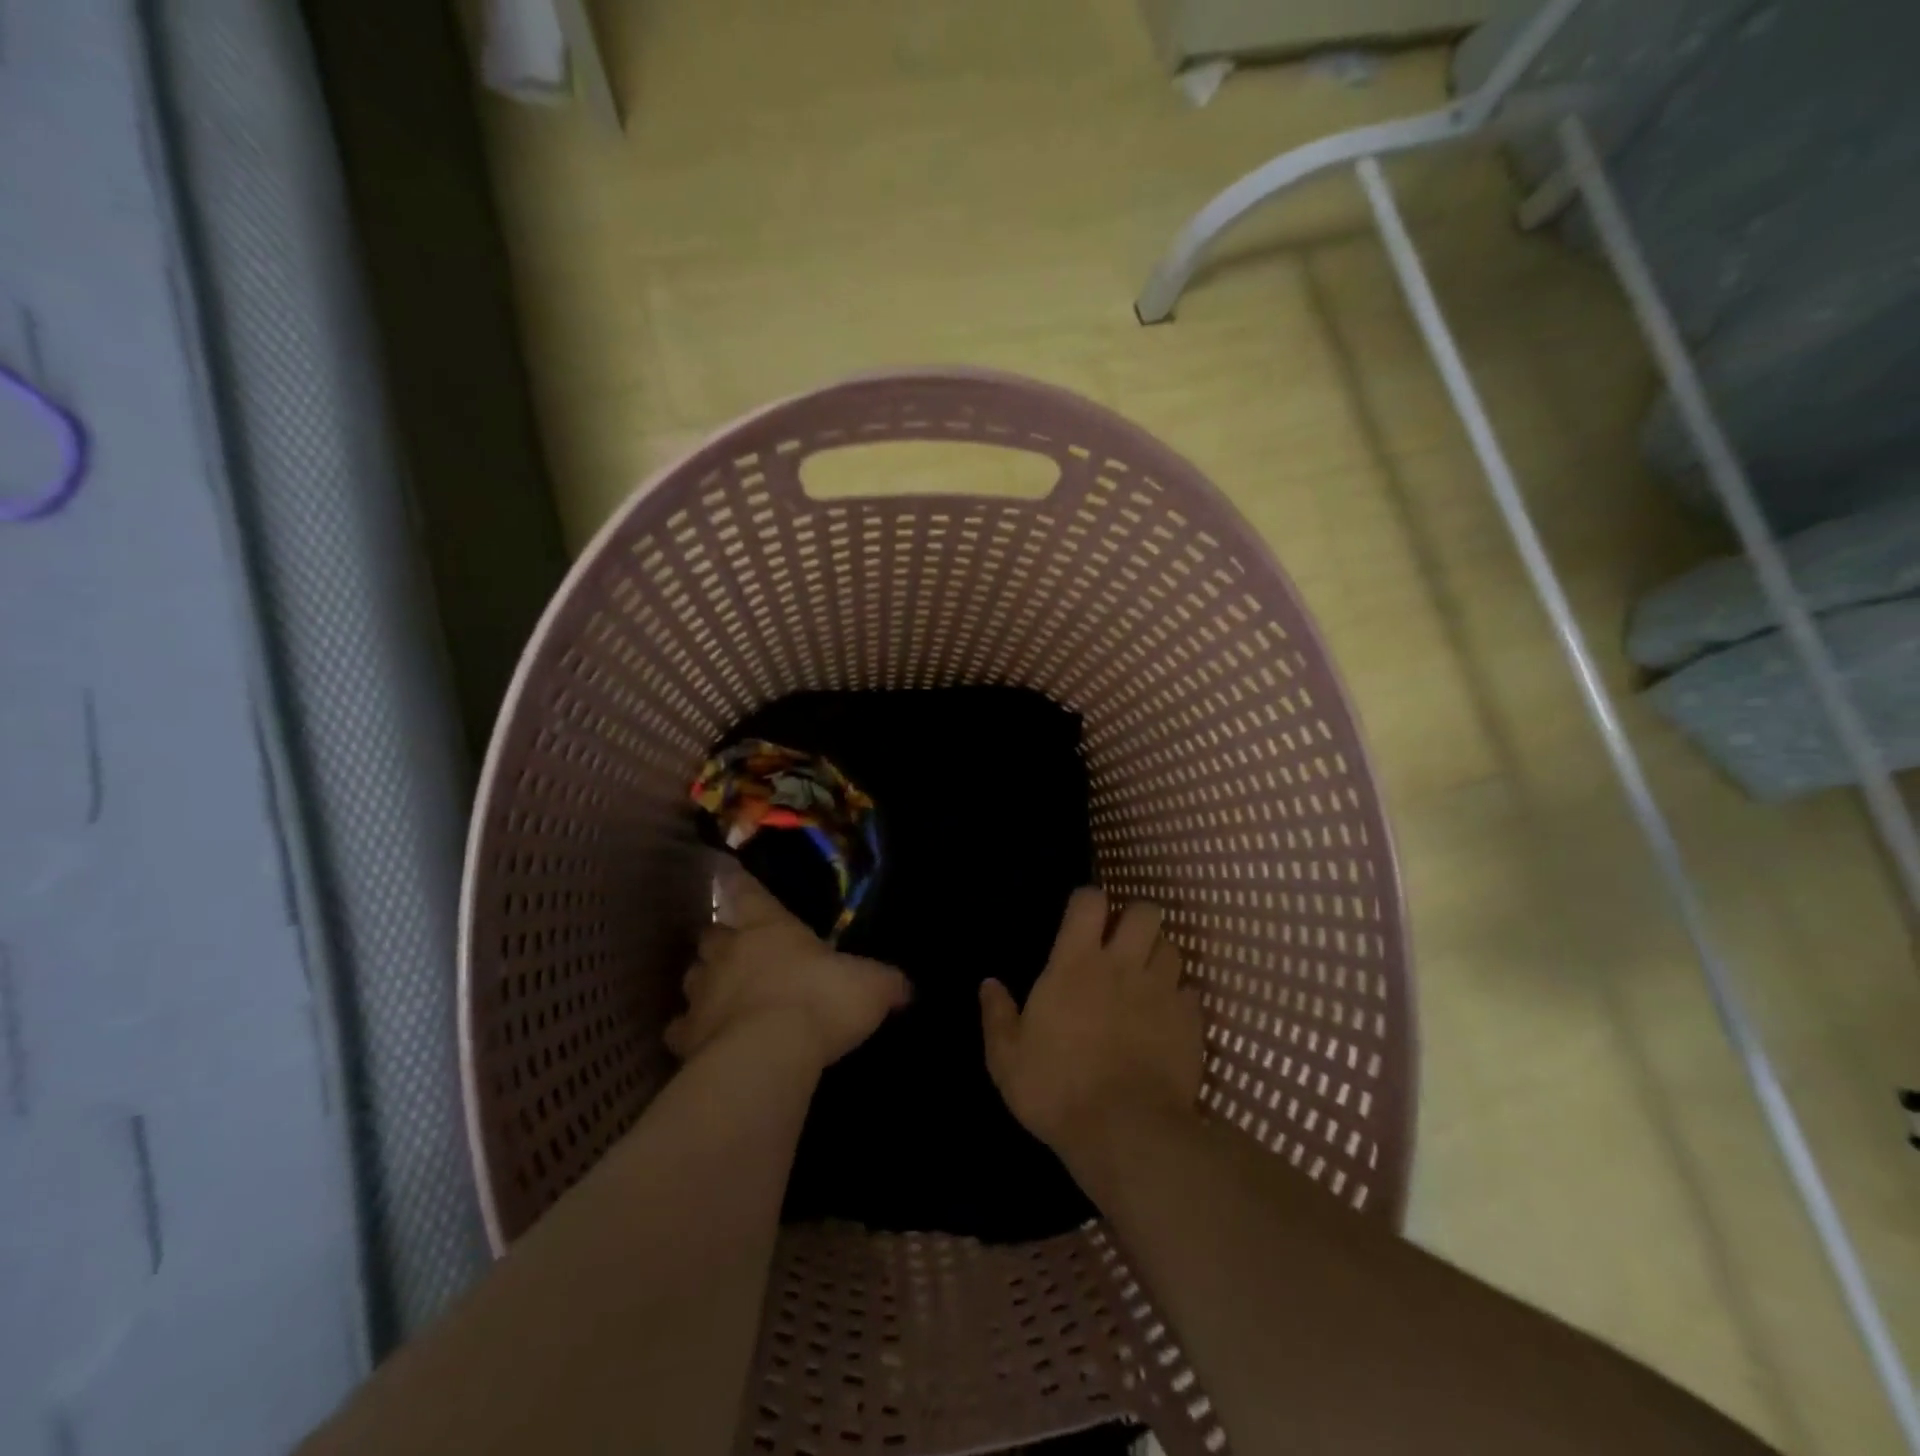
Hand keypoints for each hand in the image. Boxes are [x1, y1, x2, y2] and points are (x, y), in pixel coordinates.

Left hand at [665, 868, 910, 1070]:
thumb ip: (886, 982)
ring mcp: (702, 993)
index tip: (727, 874)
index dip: (740, 883)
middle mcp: (729, 951)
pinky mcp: (687, 1035)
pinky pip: (681, 1028)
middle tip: (735, 950)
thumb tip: (906, 987)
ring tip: (720, 993)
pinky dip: (690, 1031)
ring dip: (704, 981)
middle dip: (720, 940)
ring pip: (692, 977)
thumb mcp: (871, 986)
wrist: (768, 1054)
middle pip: (710, 935)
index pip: (747, 892)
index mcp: (769, 927)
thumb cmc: (821, 1001)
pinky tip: (701, 1040)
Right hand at [979, 888, 1203, 1159]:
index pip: (1090, 901)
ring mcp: (1162, 991)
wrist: (1127, 1133)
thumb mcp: (1008, 1059)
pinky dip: (1178, 997)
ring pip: (1172, 947)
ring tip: (1145, 978)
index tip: (1081, 919)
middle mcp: (1123, 965)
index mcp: (1076, 964)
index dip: (1088, 901)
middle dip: (1134, 918)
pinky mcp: (1190, 1022)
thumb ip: (997, 1015)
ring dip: (1158, 955)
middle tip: (1120, 943)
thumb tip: (988, 983)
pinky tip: (1166, 1017)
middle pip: (1145, 911)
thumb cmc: (1057, 1090)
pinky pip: (1190, 991)